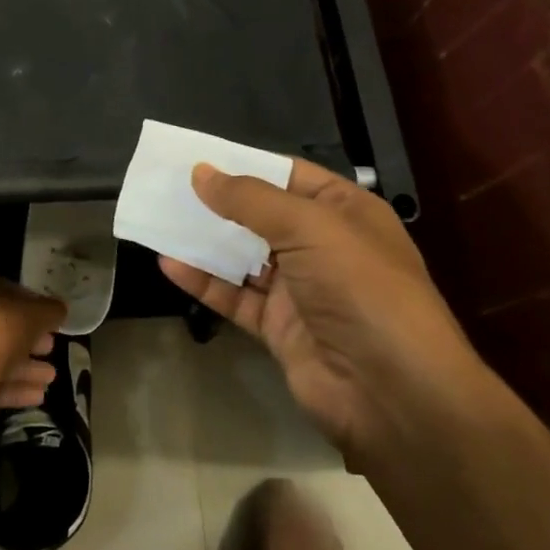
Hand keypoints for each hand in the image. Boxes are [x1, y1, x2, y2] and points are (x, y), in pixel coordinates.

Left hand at [0, 271, 65, 430]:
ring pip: (1, 359)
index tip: (52, 318)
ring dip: (27, 367)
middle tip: (52, 346)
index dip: (32, 304)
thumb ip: (50, 310)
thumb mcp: (35, 312)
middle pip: (4, 328)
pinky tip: (40, 395)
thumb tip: (60, 309)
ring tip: (52, 376)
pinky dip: (17, 389)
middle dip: (30, 339)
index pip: (8, 292)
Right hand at [159, 160, 484, 465]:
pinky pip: (235, 296)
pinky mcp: (279, 328)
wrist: (391, 391)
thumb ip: (250, 199)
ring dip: (204, 241)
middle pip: (261, 216)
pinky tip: (169, 264)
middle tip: (166, 187)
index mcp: (345, 212)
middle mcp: (323, 247)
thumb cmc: (360, 288)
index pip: (290, 176)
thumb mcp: (309, 227)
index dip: (245, 165)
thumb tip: (200, 172)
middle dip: (217, 203)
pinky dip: (203, 281)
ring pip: (243, 257)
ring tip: (158, 220)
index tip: (197, 159)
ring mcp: (300, 290)